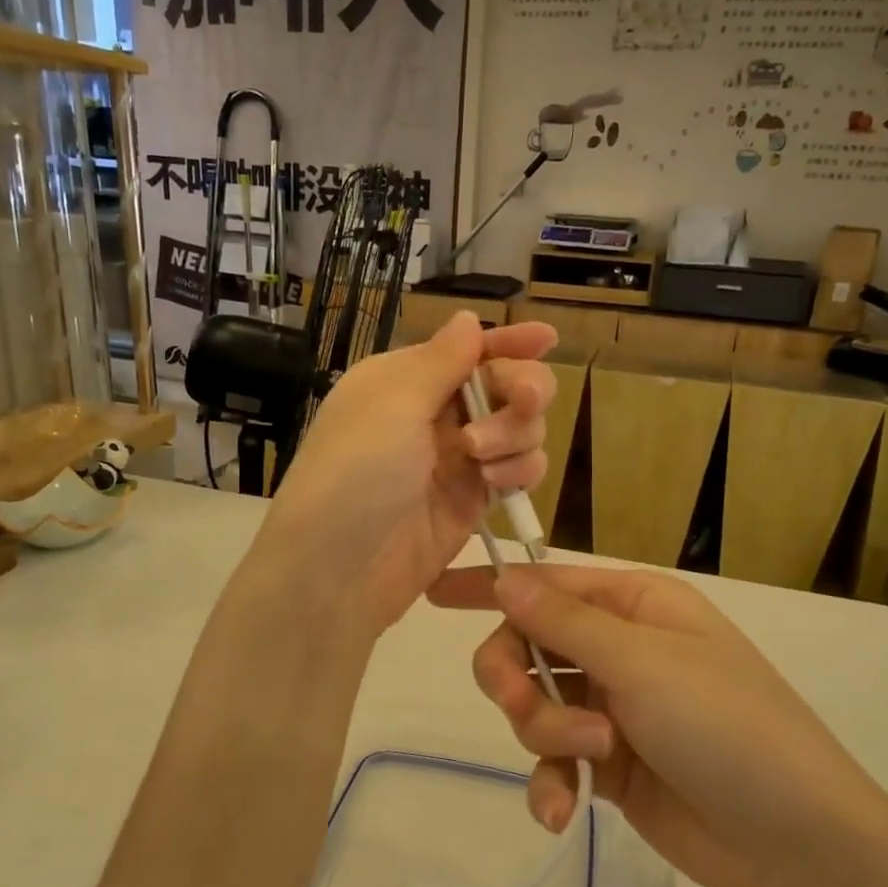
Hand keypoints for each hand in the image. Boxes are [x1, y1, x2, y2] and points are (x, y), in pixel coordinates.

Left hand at [260, 312, 556, 637]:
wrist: (338, 568)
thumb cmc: (356, 471)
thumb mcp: (392, 403)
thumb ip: (441, 360)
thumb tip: (468, 318)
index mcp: (407, 380)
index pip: (467, 350)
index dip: (509, 342)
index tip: (548, 337)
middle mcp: (434, 413)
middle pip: (505, 384)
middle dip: (522, 388)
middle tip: (525, 401)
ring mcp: (459, 458)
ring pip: (521, 427)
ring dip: (515, 434)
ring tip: (481, 458)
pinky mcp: (476, 499)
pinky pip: (521, 469)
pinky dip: (521, 469)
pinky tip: (497, 483)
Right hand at [428, 565, 884, 886]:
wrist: (793, 840)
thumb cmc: (724, 724)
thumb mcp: (641, 662)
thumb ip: (563, 622)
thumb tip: (505, 578)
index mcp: (634, 606)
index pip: (546, 582)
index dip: (489, 586)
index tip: (434, 593)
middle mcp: (620, 649)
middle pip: (528, 646)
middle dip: (517, 679)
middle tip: (523, 706)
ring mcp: (614, 708)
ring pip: (537, 706)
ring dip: (548, 734)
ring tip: (592, 758)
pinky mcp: (611, 764)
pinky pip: (556, 761)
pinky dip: (551, 783)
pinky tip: (561, 812)